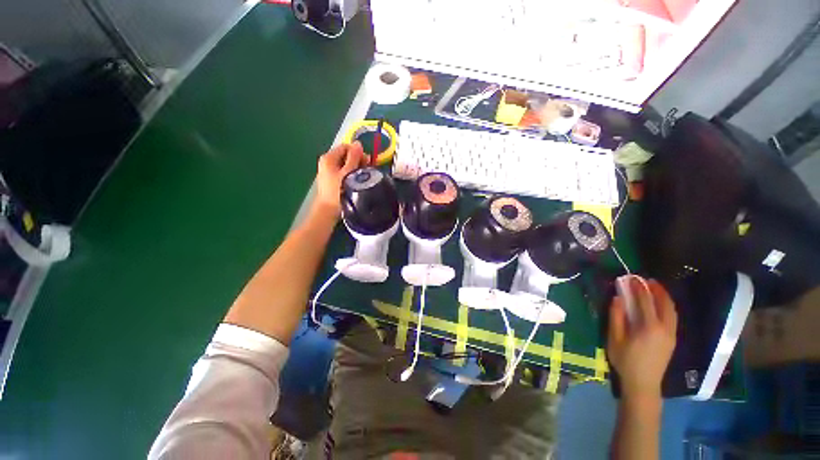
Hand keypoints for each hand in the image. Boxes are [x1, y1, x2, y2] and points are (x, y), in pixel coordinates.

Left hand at [314, 142, 364, 215]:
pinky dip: (352, 174)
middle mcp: (327, 162)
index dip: (357, 152)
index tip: (366, 162)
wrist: (329, 210)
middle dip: (358, 161)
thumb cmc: (339, 191)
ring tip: (363, 177)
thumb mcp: (348, 172)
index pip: (346, 147)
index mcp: (328, 157)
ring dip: (356, 168)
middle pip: (346, 155)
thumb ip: (354, 157)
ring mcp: (329, 171)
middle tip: (367, 170)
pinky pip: (344, 172)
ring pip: (346, 164)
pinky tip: (357, 182)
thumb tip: (358, 143)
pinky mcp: (333, 180)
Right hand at [607, 278, 677, 401]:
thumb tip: (618, 298)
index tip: (632, 278)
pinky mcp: (672, 339)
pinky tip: (660, 305)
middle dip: (657, 290)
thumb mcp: (614, 338)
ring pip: (672, 310)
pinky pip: (672, 317)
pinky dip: (667, 306)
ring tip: (655, 288)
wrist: (643, 383)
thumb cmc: (625, 360)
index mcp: (649, 327)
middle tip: (647, 280)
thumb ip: (616, 317)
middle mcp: (664, 328)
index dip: (638, 288)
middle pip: (664, 304)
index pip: (645, 301)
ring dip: (664, 297)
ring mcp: (671, 334)